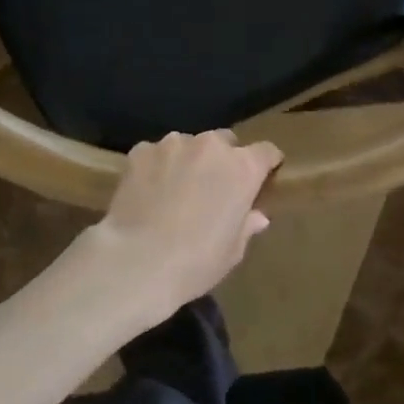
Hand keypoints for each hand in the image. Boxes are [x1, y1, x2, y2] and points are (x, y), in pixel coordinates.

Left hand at [81, 130, 283, 327]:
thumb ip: (246, 226)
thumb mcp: (232, 251)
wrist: (137, 261)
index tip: (262, 178)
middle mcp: (210, 146)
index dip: (266, 164)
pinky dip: (156, 167)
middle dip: (223, 160)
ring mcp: (172, 144)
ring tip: (174, 191)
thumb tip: (257, 216)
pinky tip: (148, 192)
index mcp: (242, 168)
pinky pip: (156, 154)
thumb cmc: (195, 261)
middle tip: (213, 189)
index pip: (266, 152)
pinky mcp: (140, 151)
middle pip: (225, 141)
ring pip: (187, 145)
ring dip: (187, 161)